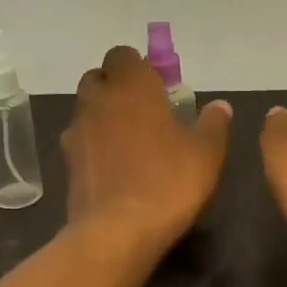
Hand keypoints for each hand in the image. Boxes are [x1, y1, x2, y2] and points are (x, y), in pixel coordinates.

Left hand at [62, 46, 232, 250]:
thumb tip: (219, 106)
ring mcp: (77, 132)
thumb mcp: (207, 152)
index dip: (140, 66)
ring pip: (87, 109)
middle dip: (118, 87)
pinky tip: (116, 167)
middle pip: (100, 78)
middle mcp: (98, 100)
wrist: (118, 232)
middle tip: (146, 110)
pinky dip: (96, 145)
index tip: (160, 87)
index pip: (123, 55)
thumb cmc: (169, 181)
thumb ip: (213, 123)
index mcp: (131, 87)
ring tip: (132, 141)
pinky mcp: (67, 163)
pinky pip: (82, 141)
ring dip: (105, 116)